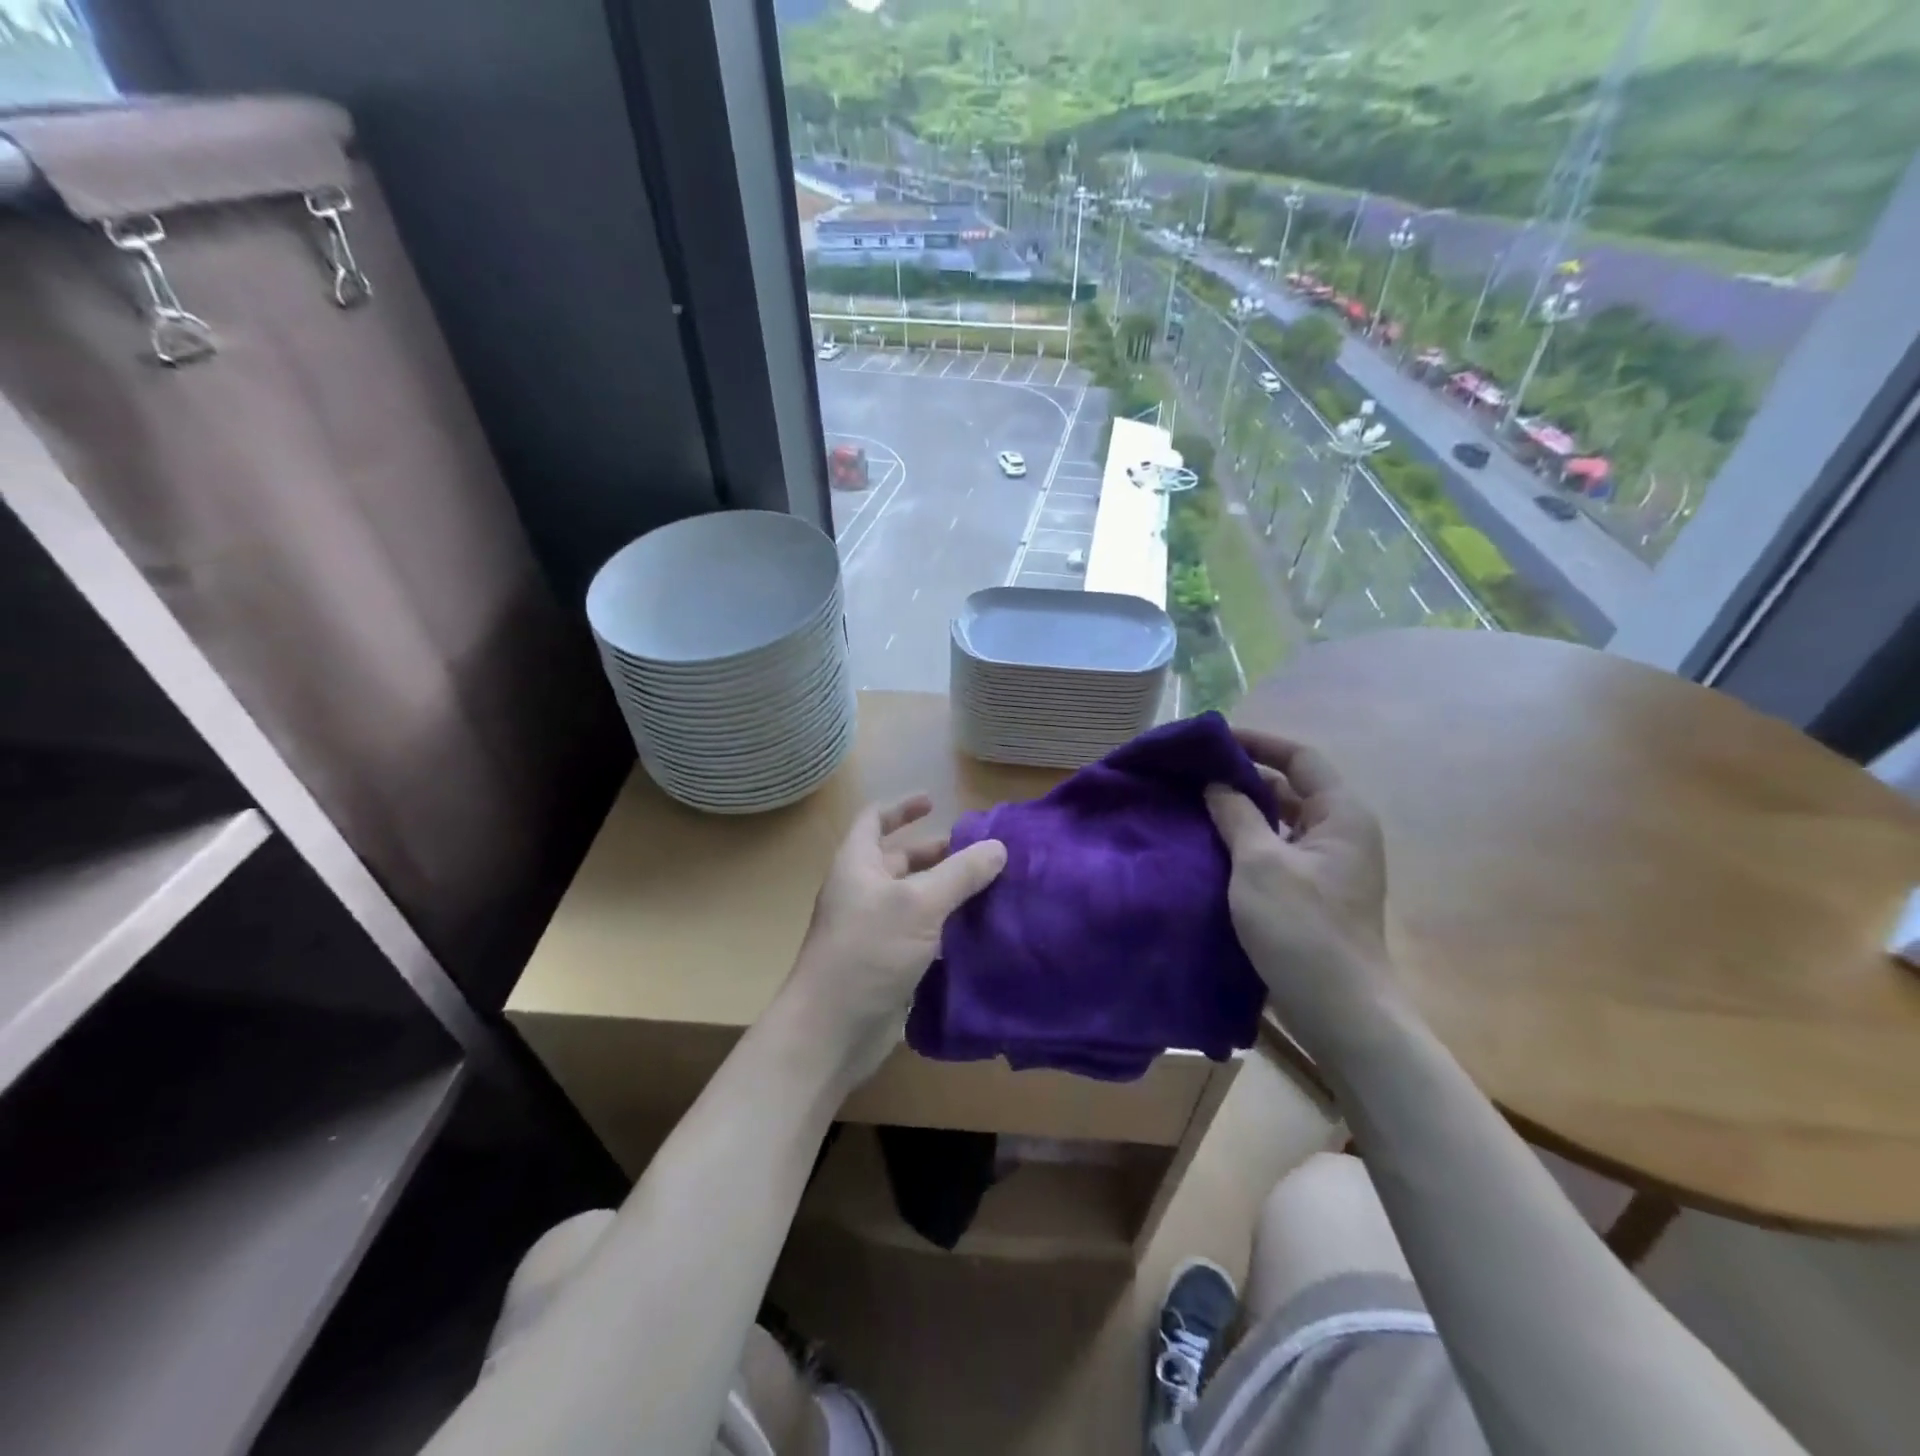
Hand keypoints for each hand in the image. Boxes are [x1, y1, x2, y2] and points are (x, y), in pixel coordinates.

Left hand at [786, 794, 1006, 1078]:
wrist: (832, 1031)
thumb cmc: (868, 952)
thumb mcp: (919, 904)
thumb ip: (960, 873)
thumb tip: (998, 846)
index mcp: (858, 864)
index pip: (874, 820)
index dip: (902, 807)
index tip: (934, 801)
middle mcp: (862, 892)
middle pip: (899, 860)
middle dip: (936, 853)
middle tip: (978, 852)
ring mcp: (873, 930)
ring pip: (913, 899)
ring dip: (945, 891)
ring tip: (988, 887)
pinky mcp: (887, 964)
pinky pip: (919, 934)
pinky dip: (944, 927)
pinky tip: (977, 930)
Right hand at [1205, 730, 1398, 1050]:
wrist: (1339, 1010)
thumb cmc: (1302, 928)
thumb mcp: (1259, 863)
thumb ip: (1236, 815)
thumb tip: (1216, 784)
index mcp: (1341, 815)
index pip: (1301, 758)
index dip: (1259, 743)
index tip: (1213, 740)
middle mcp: (1340, 833)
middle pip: (1290, 789)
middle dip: (1243, 779)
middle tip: (1193, 776)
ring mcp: (1328, 866)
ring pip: (1280, 823)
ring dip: (1242, 813)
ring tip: (1194, 807)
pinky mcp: (1312, 893)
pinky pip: (1276, 851)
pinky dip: (1247, 843)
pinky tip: (1211, 848)